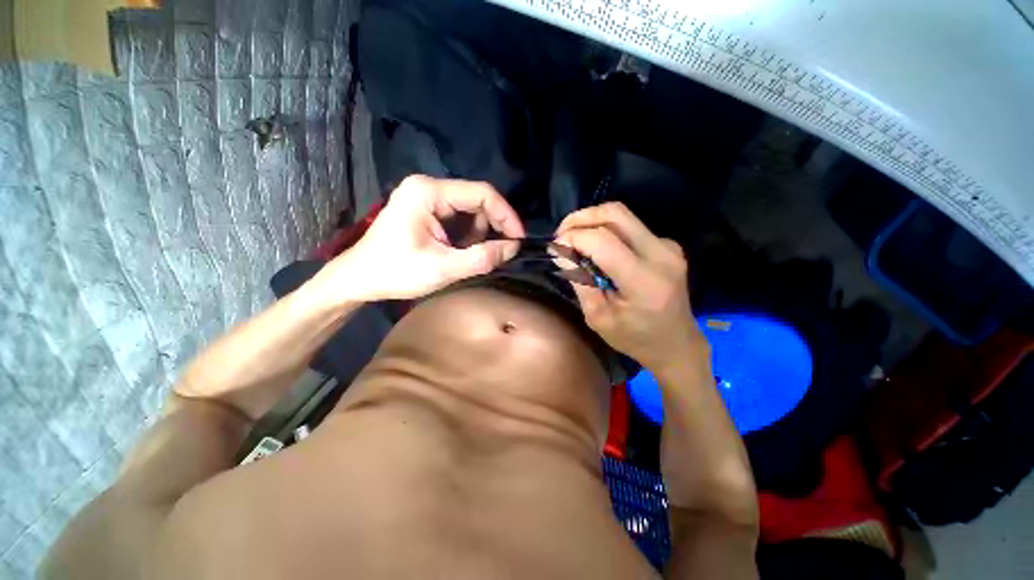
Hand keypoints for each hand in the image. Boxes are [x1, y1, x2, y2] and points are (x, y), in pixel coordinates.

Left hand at [317, 175, 524, 302]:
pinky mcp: (426, 209)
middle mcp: (428, 187)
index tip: (519, 239)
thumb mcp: (444, 268)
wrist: (359, 279)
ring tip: (474, 256)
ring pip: (470, 209)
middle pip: (477, 199)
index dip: (506, 215)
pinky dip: (468, 235)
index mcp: (428, 192)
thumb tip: (513, 248)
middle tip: (501, 251)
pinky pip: (459, 217)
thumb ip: (482, 258)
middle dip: (493, 226)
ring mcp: (426, 197)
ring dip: (480, 233)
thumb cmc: (396, 272)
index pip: (482, 193)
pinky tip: (462, 251)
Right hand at [555, 202, 704, 371]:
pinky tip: (598, 251)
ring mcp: (668, 246)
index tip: (555, 247)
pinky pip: (630, 227)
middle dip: (581, 218)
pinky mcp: (667, 245)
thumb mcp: (598, 318)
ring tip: (575, 241)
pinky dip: (607, 232)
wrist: (676, 344)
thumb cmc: (634, 338)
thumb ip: (580, 281)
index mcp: (644, 280)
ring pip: (622, 216)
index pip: (603, 240)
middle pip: (615, 213)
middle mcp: (661, 254)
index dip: (573, 237)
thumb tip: (561, 251)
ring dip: (592, 222)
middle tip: (562, 234)